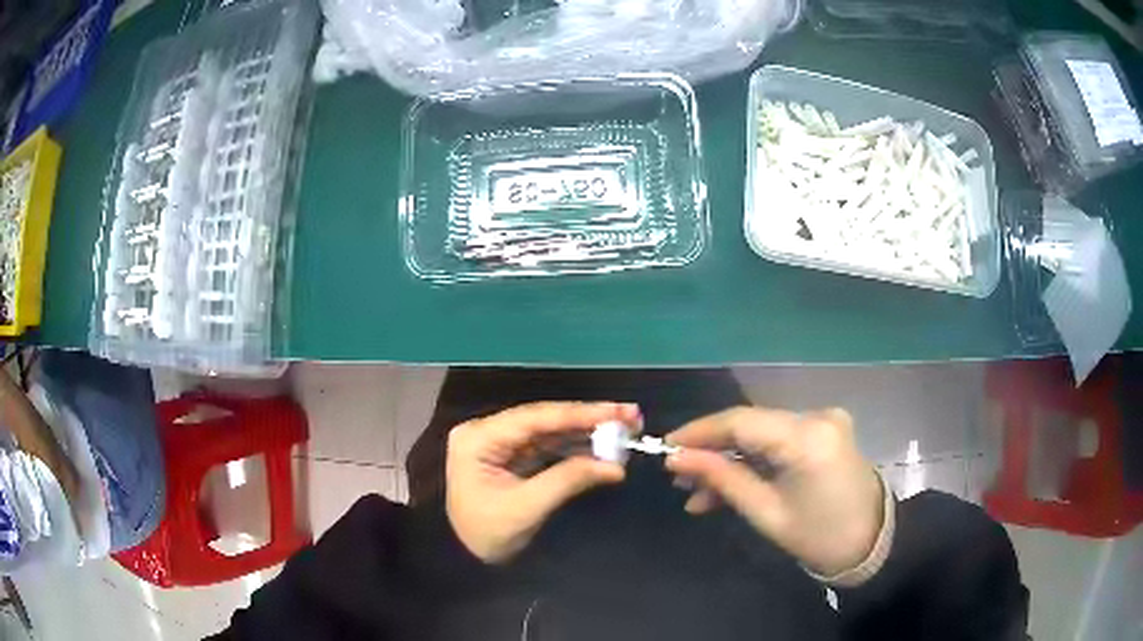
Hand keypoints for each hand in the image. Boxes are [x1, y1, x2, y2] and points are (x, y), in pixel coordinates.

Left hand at [446, 401, 639, 563]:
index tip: (618, 411)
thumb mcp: (527, 508)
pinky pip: (549, 445)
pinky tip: (603, 446)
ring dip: (586, 431)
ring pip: (550, 430)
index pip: (535, 418)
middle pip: (545, 419)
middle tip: (630, 415)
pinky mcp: (513, 456)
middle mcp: (487, 431)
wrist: (467, 558)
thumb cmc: (488, 534)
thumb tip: (616, 466)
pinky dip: (576, 447)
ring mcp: (500, 442)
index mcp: (478, 438)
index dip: (579, 413)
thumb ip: (569, 480)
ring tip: (624, 430)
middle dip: (588, 418)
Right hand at [665, 407, 883, 576]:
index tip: (666, 448)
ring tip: (699, 493)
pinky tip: (729, 487)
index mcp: (807, 438)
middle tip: (679, 477)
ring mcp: (824, 422)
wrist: (871, 542)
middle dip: (712, 450)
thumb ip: (722, 479)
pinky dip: (754, 460)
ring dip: (730, 459)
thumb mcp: (765, 513)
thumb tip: (677, 459)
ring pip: (761, 434)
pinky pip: (778, 441)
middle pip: (750, 425)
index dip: (699, 432)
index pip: (741, 421)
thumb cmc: (819, 536)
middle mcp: (817, 417)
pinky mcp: (825, 431)